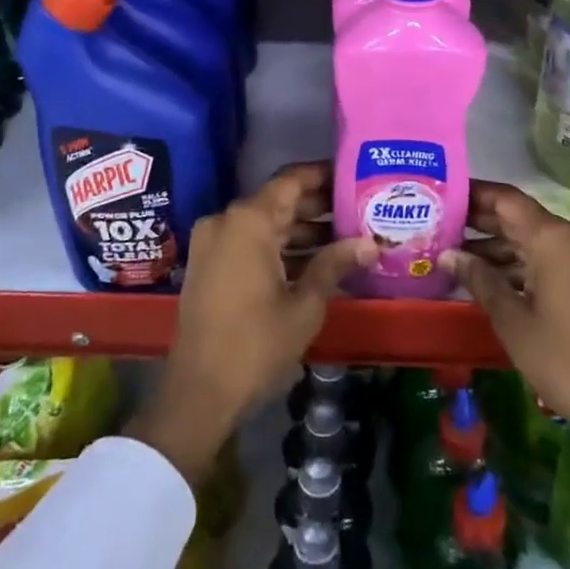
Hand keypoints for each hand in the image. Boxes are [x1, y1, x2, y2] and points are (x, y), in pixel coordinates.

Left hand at [127, 163, 374, 483]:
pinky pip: (249, 243)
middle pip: (278, 201)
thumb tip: (370, 242)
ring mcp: (213, 243)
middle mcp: (226, 221)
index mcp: (249, 221)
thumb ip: (335, 264)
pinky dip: (279, 248)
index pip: (291, 181)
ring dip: (300, 230)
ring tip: (345, 238)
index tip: (352, 175)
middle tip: (358, 211)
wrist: (199, 392)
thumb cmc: (256, 344)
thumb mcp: (305, 304)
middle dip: (317, 206)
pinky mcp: (209, 265)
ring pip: (265, 224)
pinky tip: (314, 262)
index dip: (323, 175)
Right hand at [441, 180, 569, 532]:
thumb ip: (478, 279)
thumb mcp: (511, 319)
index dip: (474, 194)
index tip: (443, 194)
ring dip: (498, 247)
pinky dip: (521, 264)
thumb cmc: (564, 360)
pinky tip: (489, 277)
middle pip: (520, 217)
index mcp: (554, 238)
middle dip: (481, 221)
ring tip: (455, 256)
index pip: (506, 199)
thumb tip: (447, 255)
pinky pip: (551, 258)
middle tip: (439, 225)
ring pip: (535, 240)